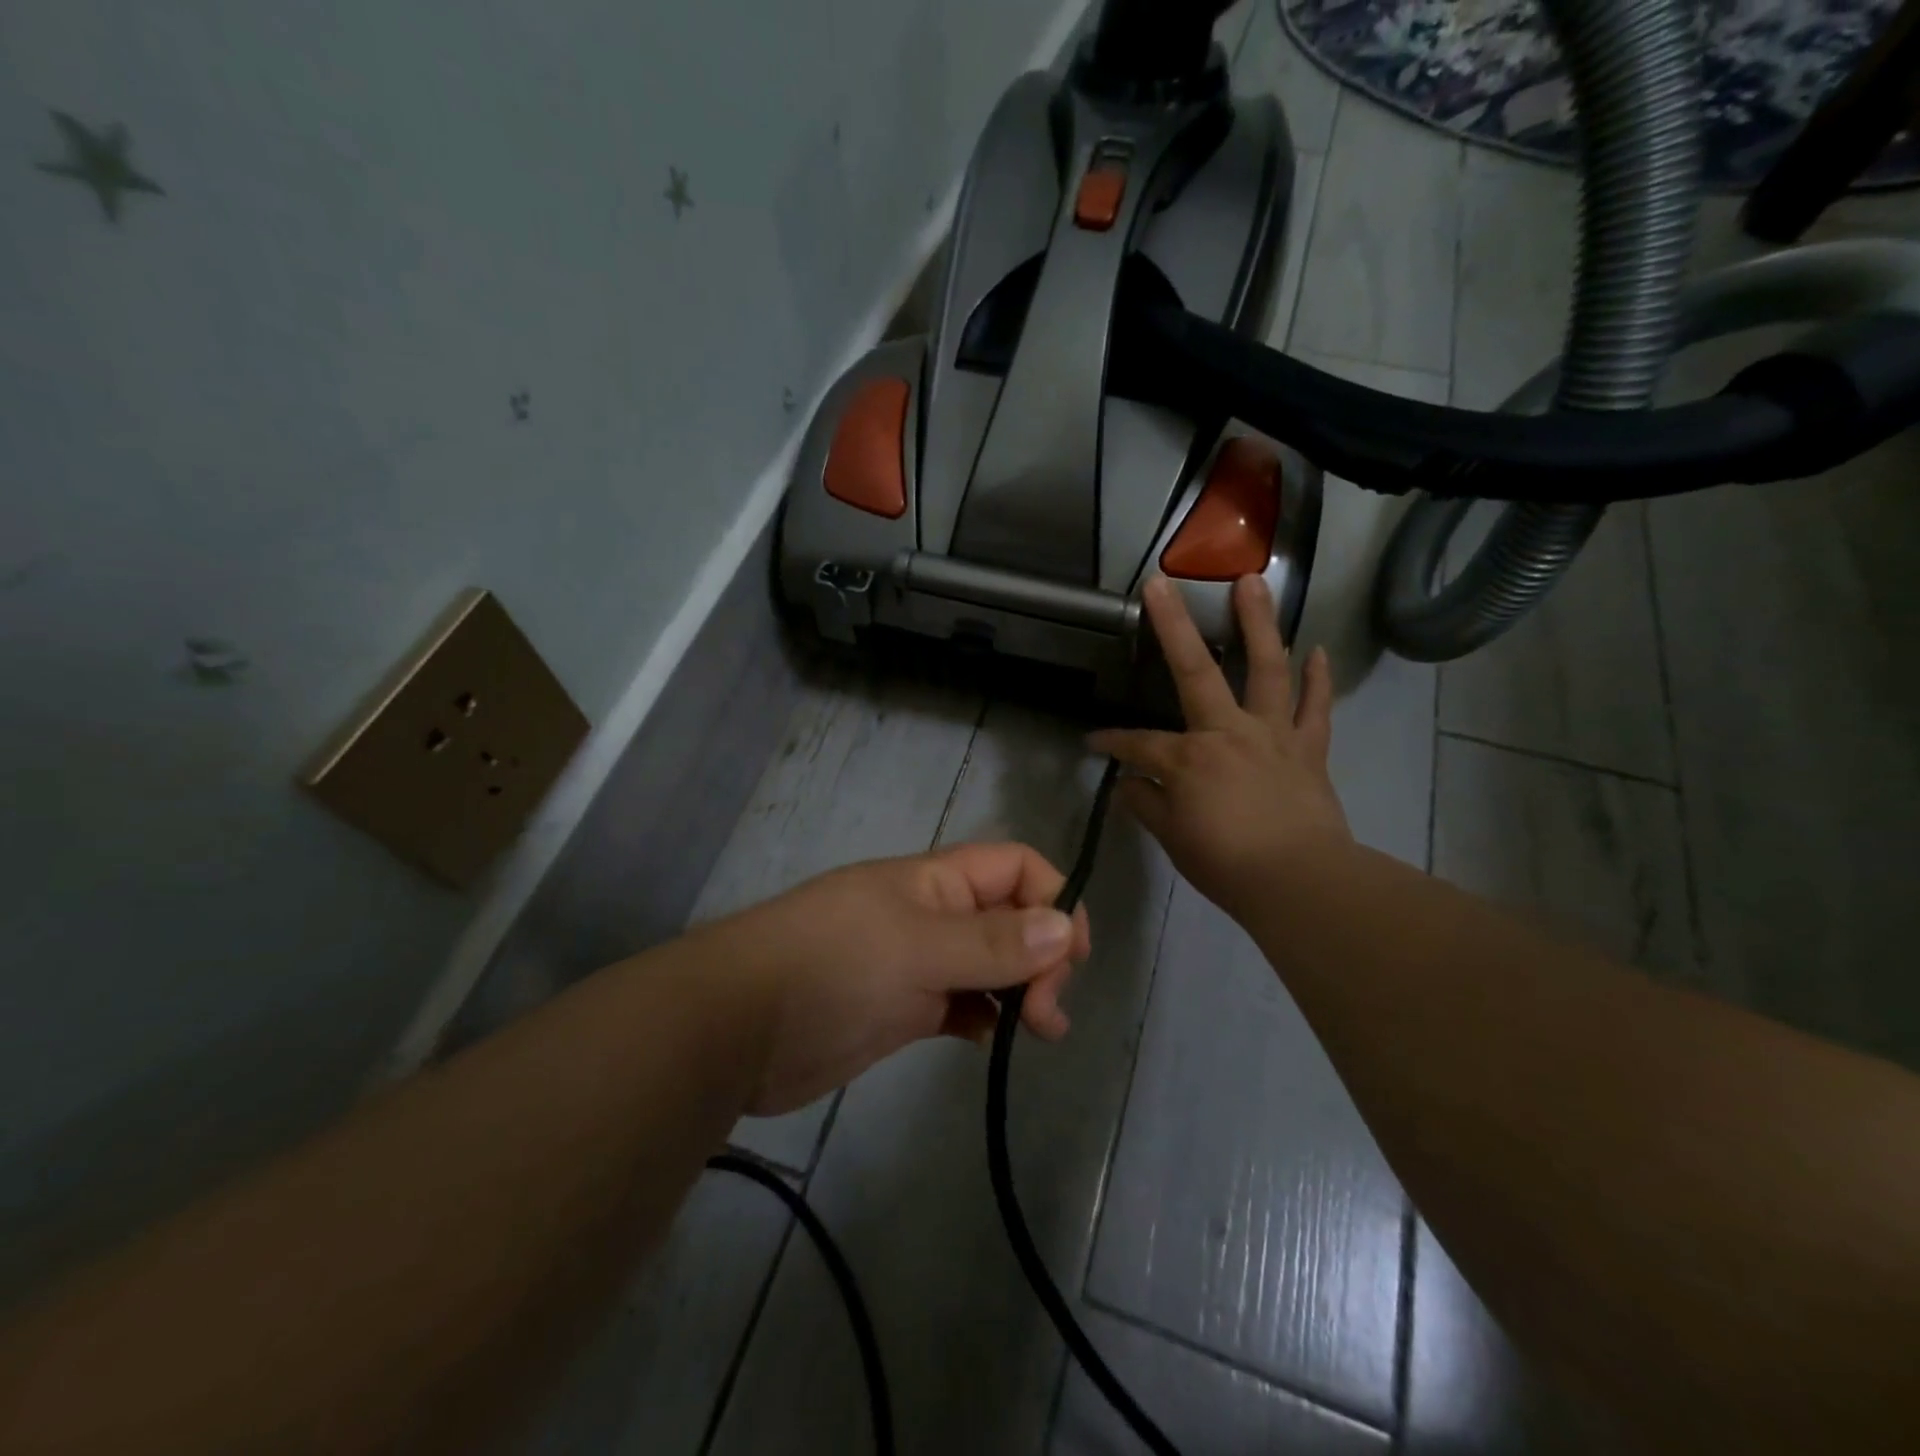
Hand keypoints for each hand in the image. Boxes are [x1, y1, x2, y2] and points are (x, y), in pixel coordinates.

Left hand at [713, 844, 1091, 1115]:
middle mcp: (933, 914)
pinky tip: (989, 1040)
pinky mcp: (903, 1008)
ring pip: (990, 964)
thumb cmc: (831, 966)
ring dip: (1022, 990)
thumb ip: (992, 941)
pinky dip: (985, 1017)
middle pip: (1012, 917)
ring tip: (1038, 1031)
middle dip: (1042, 956)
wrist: (738, 1028)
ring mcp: (917, 962)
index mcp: (936, 881)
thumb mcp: (917, 947)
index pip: (1016, 867)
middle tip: (1047, 1013)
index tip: (1070, 956)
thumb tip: (1065, 926)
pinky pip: (962, 1003)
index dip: (1053, 898)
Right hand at [1089, 574, 1349, 919]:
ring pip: (1268, 668)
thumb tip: (1127, 784)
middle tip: (1160, 584)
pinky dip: (1318, 679)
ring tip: (1254, 582)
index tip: (1092, 744)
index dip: (1110, 743)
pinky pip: (1316, 708)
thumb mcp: (1173, 838)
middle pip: (1195, 670)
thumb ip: (1147, 804)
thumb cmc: (1227, 864)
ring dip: (1259, 623)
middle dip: (1173, 626)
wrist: (1300, 883)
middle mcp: (1228, 731)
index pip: (1137, 744)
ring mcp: (1273, 734)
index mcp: (1189, 757)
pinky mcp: (1308, 749)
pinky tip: (1318, 650)